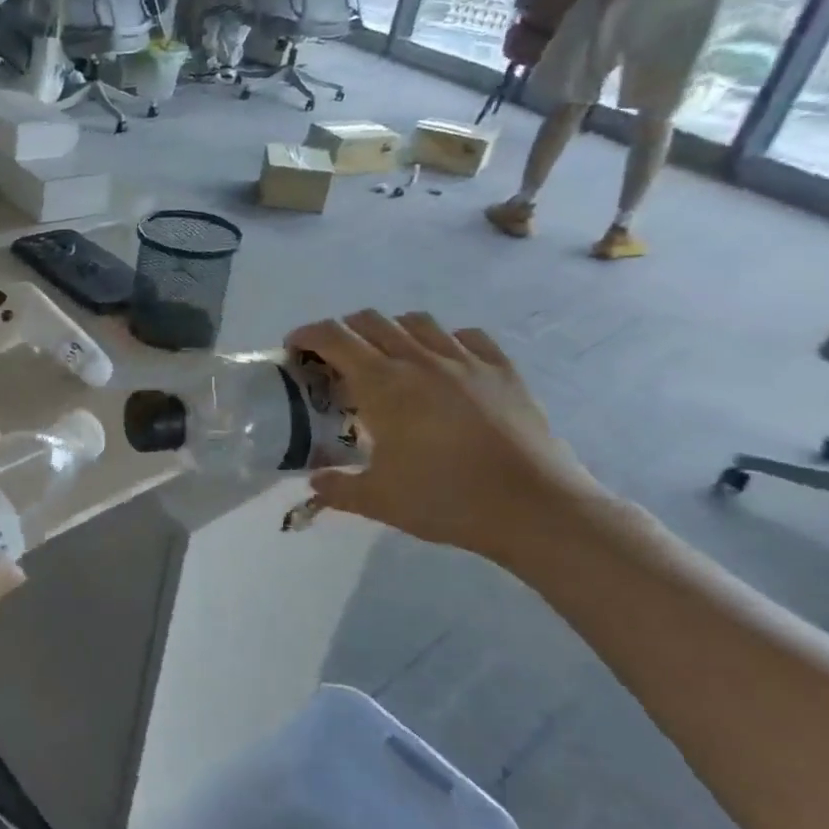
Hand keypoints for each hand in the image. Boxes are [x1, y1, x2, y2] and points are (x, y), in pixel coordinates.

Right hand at [287, 311, 605, 561]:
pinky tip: (443, 363)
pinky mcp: (503, 370)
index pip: (334, 337)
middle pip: (371, 321)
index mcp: (383, 384)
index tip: (293, 349)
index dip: (307, 335)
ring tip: (387, 357)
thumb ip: (337, 488)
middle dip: (344, 331)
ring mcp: (466, 360)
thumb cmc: (446, 500)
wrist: (535, 508)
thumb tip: (315, 483)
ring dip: (391, 330)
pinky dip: (444, 340)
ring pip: (417, 322)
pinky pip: (467, 337)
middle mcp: (420, 359)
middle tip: (335, 359)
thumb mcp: (378, 501)